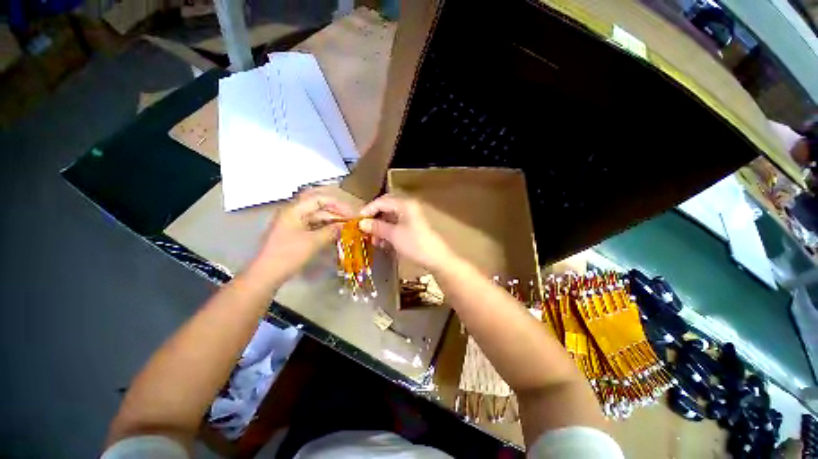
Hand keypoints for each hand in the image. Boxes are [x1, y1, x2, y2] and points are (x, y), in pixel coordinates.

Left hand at [251, 188, 352, 283]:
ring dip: (331, 221)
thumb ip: (332, 231)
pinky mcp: (294, 233)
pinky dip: (325, 229)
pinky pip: (313, 226)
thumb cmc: (289, 254)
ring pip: (317, 217)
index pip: (320, 199)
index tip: (351, 214)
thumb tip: (346, 226)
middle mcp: (293, 212)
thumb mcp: (313, 242)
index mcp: (295, 210)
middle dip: (336, 213)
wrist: (266, 274)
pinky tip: (335, 234)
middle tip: (351, 221)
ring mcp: (293, 223)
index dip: (338, 205)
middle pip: (319, 207)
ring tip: (346, 228)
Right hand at [359, 194, 453, 271]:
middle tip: (365, 229)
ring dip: (381, 227)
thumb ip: (377, 227)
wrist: (436, 258)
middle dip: (375, 218)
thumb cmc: (414, 244)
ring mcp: (412, 217)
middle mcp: (409, 207)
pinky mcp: (414, 226)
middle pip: (386, 208)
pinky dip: (389, 231)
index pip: (382, 201)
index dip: (368, 210)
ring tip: (374, 240)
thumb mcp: (393, 235)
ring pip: (391, 217)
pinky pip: (397, 225)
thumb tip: (361, 223)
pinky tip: (383, 242)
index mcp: (405, 204)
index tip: (358, 221)